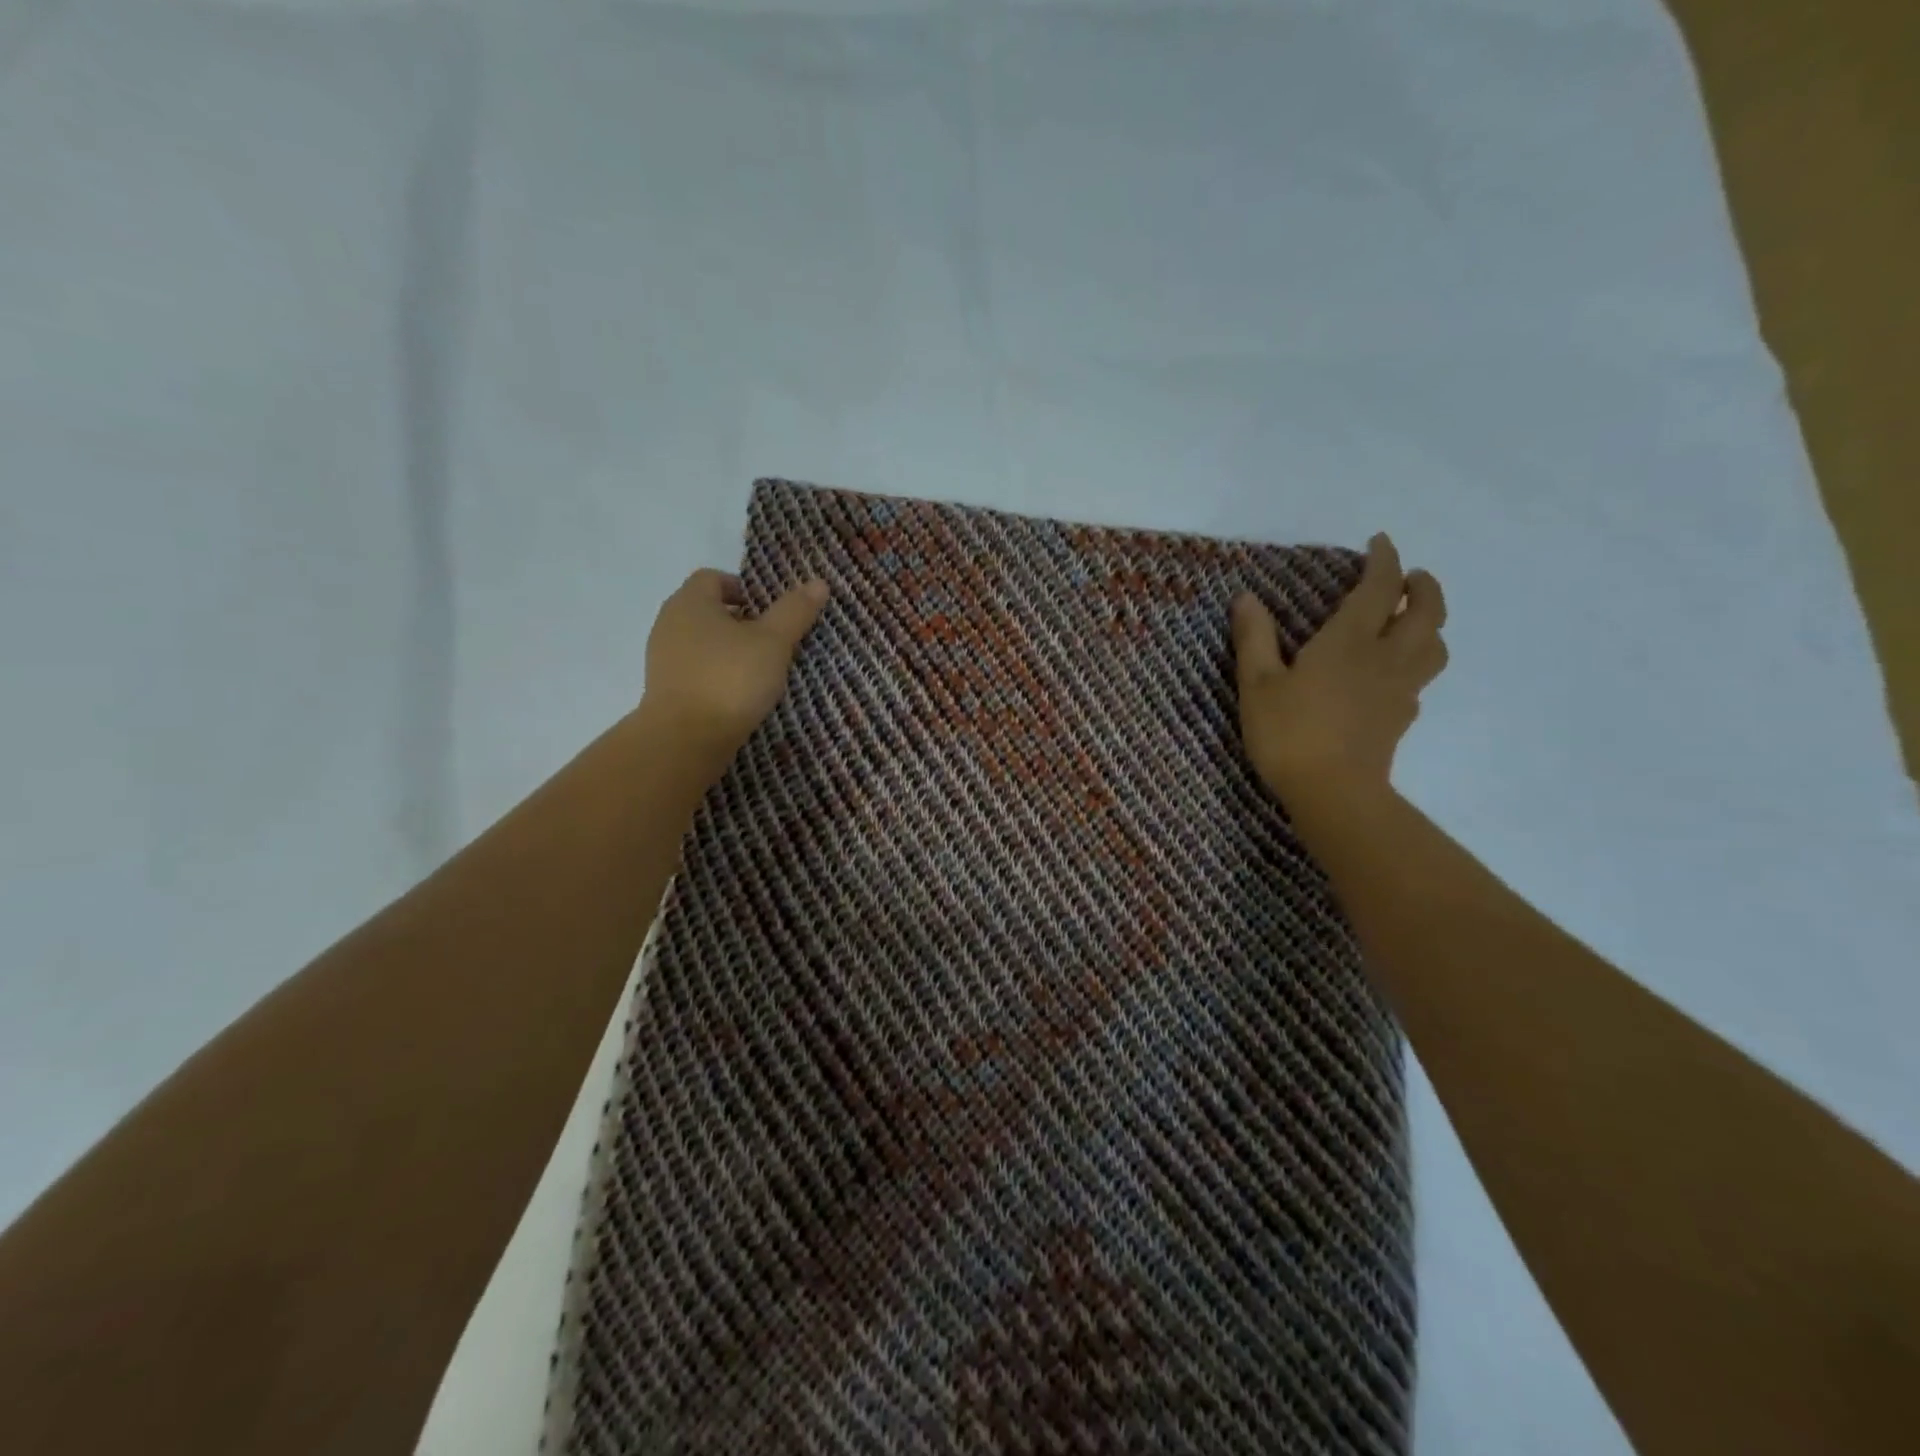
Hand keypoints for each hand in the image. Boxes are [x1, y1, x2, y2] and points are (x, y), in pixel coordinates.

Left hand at [640, 568, 828, 765]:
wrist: (686, 740)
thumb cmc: (731, 678)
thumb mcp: (773, 642)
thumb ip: (794, 611)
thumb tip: (818, 582)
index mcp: (690, 602)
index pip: (714, 578)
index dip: (744, 588)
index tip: (770, 611)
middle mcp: (669, 623)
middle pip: (707, 610)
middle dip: (740, 621)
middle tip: (772, 640)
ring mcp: (663, 659)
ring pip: (702, 642)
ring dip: (729, 650)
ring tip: (760, 670)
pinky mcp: (665, 690)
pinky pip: (695, 670)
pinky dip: (716, 674)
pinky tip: (739, 694)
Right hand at [1232, 534, 1447, 806]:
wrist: (1333, 793)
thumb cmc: (1289, 733)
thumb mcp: (1258, 684)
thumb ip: (1254, 638)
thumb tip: (1246, 597)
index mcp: (1349, 641)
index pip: (1380, 588)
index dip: (1384, 559)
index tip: (1379, 542)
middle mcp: (1385, 657)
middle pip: (1427, 612)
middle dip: (1423, 586)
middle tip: (1410, 577)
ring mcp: (1400, 689)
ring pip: (1434, 645)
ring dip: (1430, 622)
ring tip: (1413, 619)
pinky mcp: (1401, 717)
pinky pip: (1421, 677)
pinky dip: (1416, 660)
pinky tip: (1395, 671)